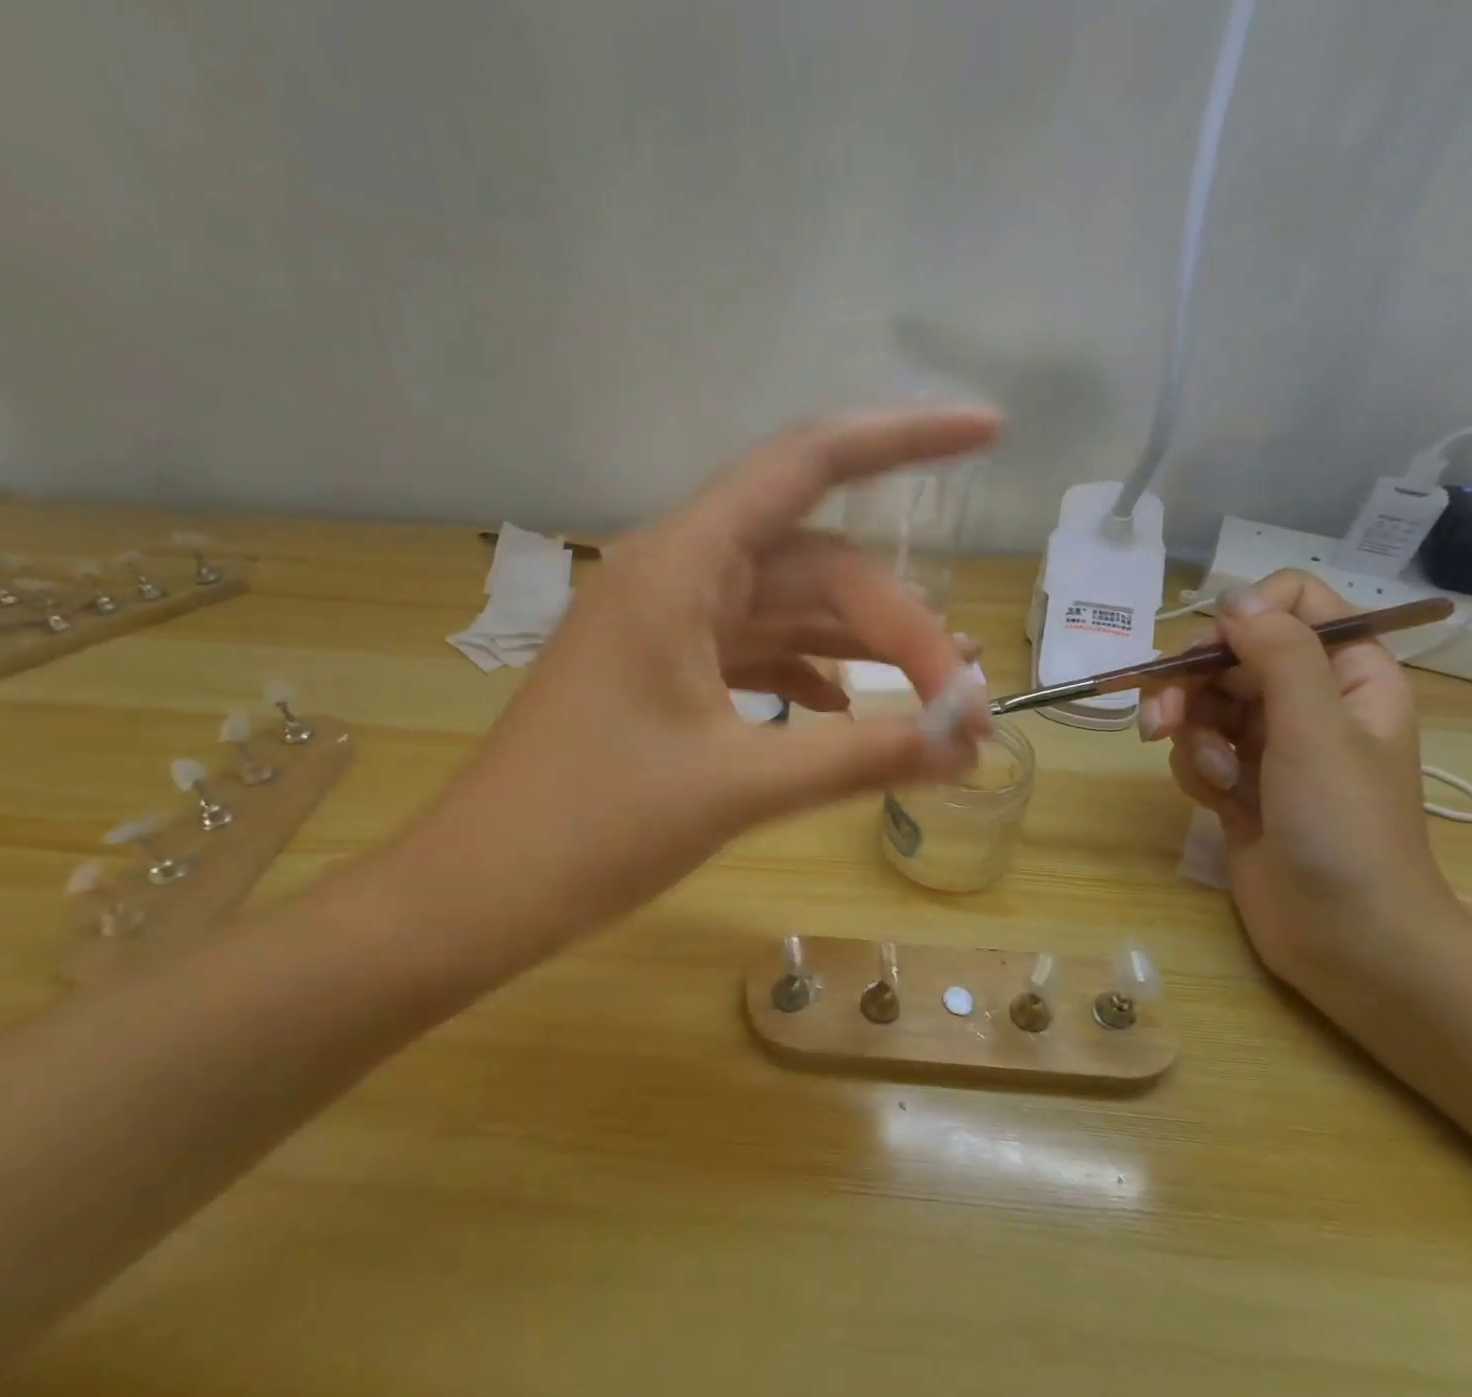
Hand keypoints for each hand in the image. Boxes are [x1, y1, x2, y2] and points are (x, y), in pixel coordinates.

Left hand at [385, 409, 998, 963]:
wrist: (482, 888)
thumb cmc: (595, 828)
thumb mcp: (739, 786)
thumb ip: (861, 756)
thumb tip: (966, 744)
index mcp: (679, 568)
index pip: (807, 466)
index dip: (903, 438)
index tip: (989, 433)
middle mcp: (672, 576)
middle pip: (815, 565)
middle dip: (899, 624)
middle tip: (964, 705)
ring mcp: (664, 627)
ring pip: (788, 610)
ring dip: (860, 649)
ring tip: (934, 703)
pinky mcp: (660, 673)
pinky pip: (753, 651)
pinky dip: (807, 674)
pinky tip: (845, 709)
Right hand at [1138, 570, 1466, 984]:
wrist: (1344, 933)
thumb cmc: (1345, 827)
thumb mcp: (1316, 728)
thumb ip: (1278, 655)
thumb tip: (1232, 598)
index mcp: (1349, 674)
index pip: (1295, 603)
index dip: (1246, 616)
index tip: (1213, 651)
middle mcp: (1308, 700)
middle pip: (1230, 655)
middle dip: (1190, 685)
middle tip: (1160, 721)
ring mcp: (1270, 743)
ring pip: (1203, 704)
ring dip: (1190, 736)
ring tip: (1208, 776)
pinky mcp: (1238, 780)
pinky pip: (1196, 749)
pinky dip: (1196, 771)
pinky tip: (1217, 803)